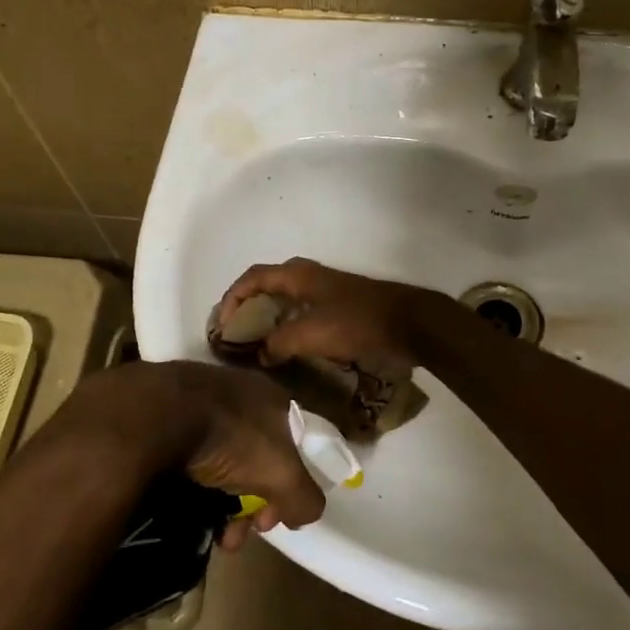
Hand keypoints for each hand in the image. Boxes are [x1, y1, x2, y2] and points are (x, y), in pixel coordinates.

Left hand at [174, 362, 327, 545]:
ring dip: (220, 504)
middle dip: (250, 505)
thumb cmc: (232, 438)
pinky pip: (187, 456)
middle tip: (236, 533)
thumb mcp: (284, 475)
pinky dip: (190, 486)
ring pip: (220, 463)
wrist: (159, 414)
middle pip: (255, 460)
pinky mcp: (166, 414)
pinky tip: (182, 509)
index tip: (270, 518)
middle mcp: (240, 395)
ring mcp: (200, 401)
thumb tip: (305, 513)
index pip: (292, 448)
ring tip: (210, 533)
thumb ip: (305, 498)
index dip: (287, 487)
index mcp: (274, 399)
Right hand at [216, 258, 439, 369]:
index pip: (252, 278)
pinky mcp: (340, 305)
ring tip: (256, 342)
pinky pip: (303, 310)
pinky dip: (288, 324)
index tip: (221, 323)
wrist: (408, 323)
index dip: (232, 297)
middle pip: (267, 285)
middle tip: (235, 332)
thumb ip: (279, 343)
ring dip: (268, 317)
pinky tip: (288, 346)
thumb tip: (262, 354)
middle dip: (247, 306)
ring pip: (286, 298)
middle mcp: (308, 276)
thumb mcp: (310, 334)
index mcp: (297, 275)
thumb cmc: (355, 323)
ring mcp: (326, 289)